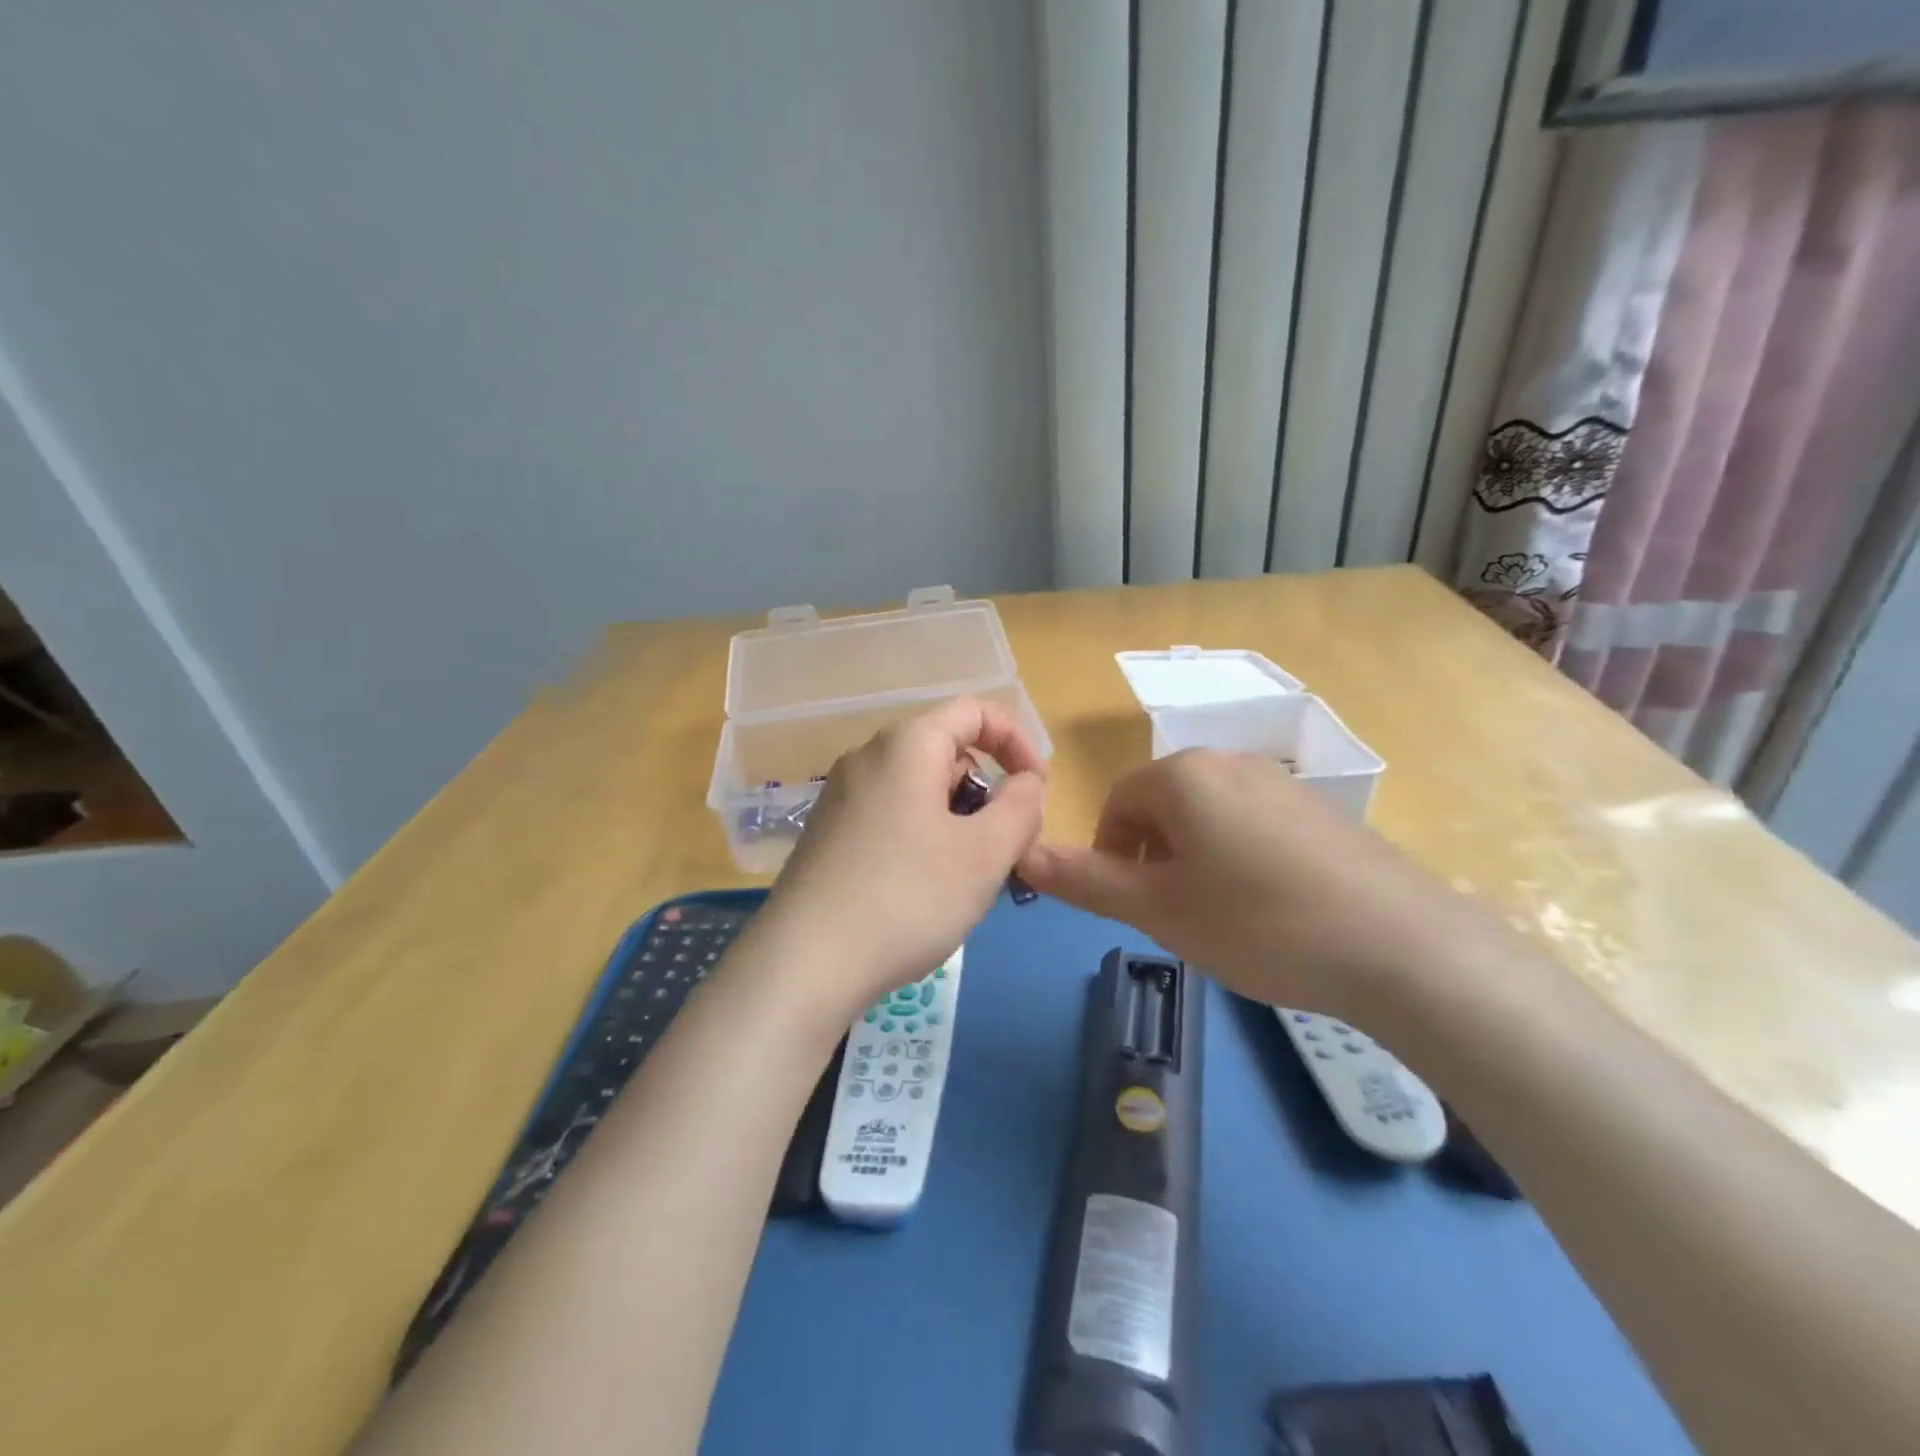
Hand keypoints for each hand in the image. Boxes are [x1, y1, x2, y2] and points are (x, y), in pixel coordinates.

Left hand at [759, 697, 1046, 1014]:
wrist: (804, 963)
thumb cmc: (907, 898)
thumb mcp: (985, 854)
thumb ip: (1021, 807)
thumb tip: (1026, 783)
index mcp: (907, 745)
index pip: (974, 711)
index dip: (1017, 741)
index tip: (1039, 789)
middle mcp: (867, 758)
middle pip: (946, 750)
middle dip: (987, 789)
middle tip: (1005, 846)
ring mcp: (841, 796)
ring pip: (919, 788)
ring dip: (957, 819)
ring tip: (967, 876)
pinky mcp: (827, 833)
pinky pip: (891, 815)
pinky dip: (923, 836)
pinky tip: (922, 890)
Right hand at [1015, 750, 1496, 1019]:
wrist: (1400, 945)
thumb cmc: (1257, 922)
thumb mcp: (1159, 909)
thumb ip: (1085, 879)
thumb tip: (1023, 854)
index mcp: (1183, 775)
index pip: (1117, 802)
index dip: (1110, 852)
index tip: (1129, 902)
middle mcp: (1229, 762)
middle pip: (1163, 804)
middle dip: (1152, 856)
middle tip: (1171, 915)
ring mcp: (1281, 782)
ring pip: (1208, 816)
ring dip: (1193, 859)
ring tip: (1219, 916)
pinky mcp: (1319, 809)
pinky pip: (1253, 823)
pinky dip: (1239, 858)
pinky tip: (1269, 908)